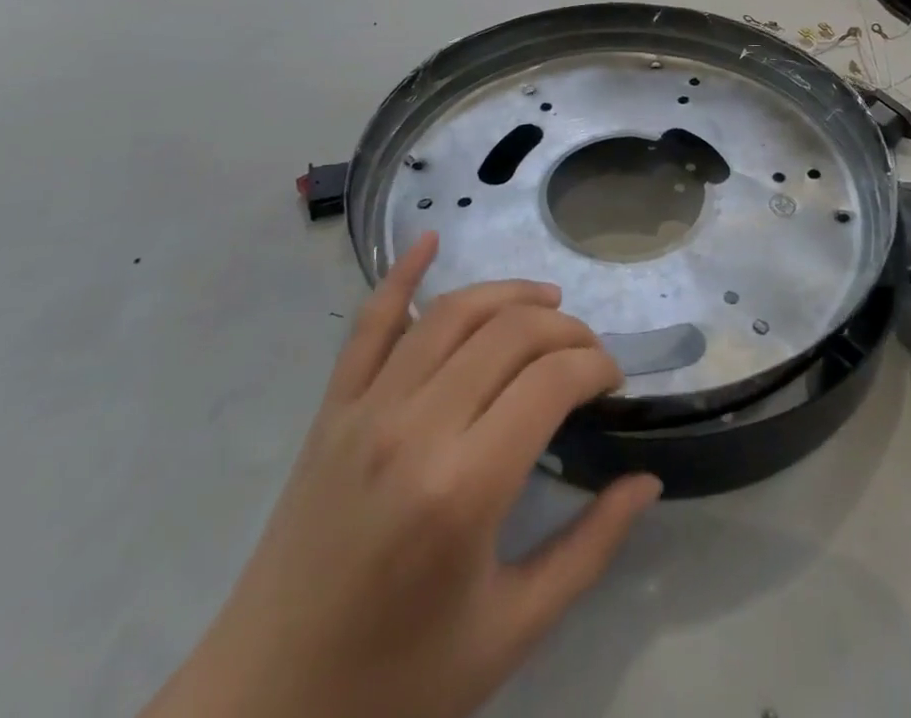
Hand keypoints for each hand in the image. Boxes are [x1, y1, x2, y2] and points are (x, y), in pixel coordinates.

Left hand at [145, 233, 661, 717]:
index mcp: (465, 487)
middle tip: (588, 354)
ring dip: (509, 294)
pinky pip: (369, 323)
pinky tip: (430, 239)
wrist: (262, 711)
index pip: (552, 379)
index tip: (613, 381)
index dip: (595, 364)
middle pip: (511, 332)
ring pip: (452, 313)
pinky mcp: (331, 410)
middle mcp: (416, 427)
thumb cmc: (397, 681)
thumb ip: (590, 548)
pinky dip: (400, 273)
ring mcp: (366, 409)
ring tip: (547, 302)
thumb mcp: (511, 630)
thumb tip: (648, 482)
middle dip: (565, 329)